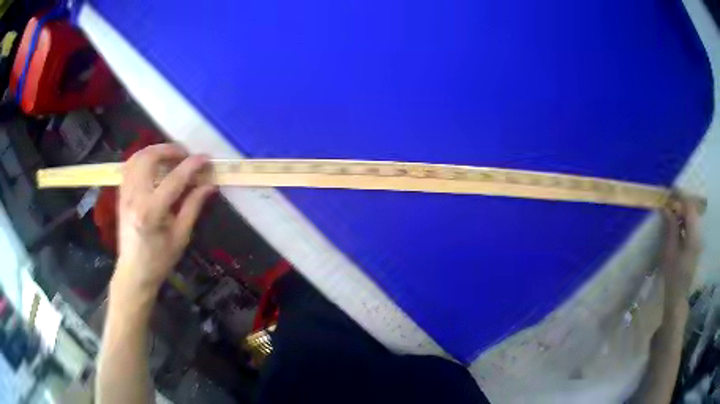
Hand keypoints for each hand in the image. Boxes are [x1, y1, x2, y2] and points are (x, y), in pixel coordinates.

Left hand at [112, 144, 215, 298]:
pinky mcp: (121, 194)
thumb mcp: (180, 236)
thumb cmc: (159, 260)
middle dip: (169, 150)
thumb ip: (193, 206)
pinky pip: (129, 166)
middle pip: (149, 158)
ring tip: (170, 157)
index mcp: (151, 211)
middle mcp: (134, 197)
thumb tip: (210, 184)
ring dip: (155, 151)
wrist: (133, 272)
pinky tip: (154, 165)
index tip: (206, 158)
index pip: (174, 179)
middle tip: (185, 155)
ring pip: (137, 157)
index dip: (192, 165)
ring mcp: (125, 194)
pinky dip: (143, 158)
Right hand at [659, 196, 701, 318]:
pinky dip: (684, 221)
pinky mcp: (695, 245)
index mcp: (693, 235)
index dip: (680, 196)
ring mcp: (697, 240)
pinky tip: (677, 225)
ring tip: (671, 211)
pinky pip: (691, 226)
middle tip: (669, 201)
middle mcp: (698, 234)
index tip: (670, 191)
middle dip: (681, 203)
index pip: (689, 207)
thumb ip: (670, 228)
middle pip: (692, 210)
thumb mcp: (669, 252)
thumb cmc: (672, 276)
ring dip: (682, 212)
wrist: (678, 297)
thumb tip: (667, 208)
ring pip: (692, 218)